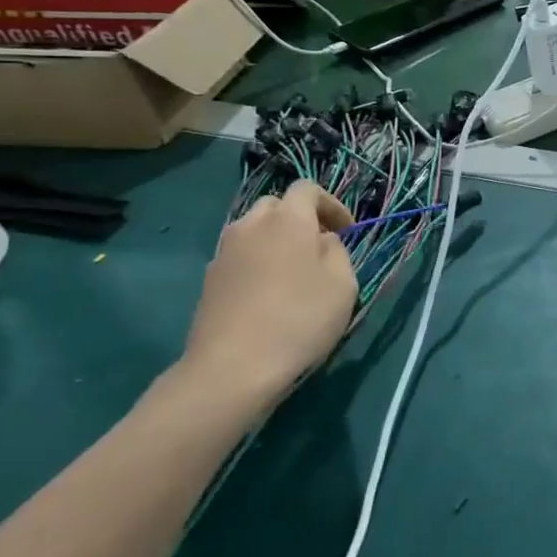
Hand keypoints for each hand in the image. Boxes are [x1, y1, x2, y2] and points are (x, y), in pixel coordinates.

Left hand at [175, 183, 357, 409]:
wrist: (231, 368)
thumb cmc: (299, 319)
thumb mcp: (343, 284)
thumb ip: (337, 252)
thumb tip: (321, 242)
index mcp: (287, 219)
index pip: (307, 188)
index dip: (331, 204)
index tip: (347, 231)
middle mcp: (251, 226)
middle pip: (276, 206)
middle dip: (300, 218)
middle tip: (318, 247)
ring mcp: (224, 253)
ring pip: (254, 231)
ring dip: (275, 241)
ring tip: (293, 273)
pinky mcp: (208, 281)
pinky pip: (239, 257)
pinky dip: (257, 263)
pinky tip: (268, 296)